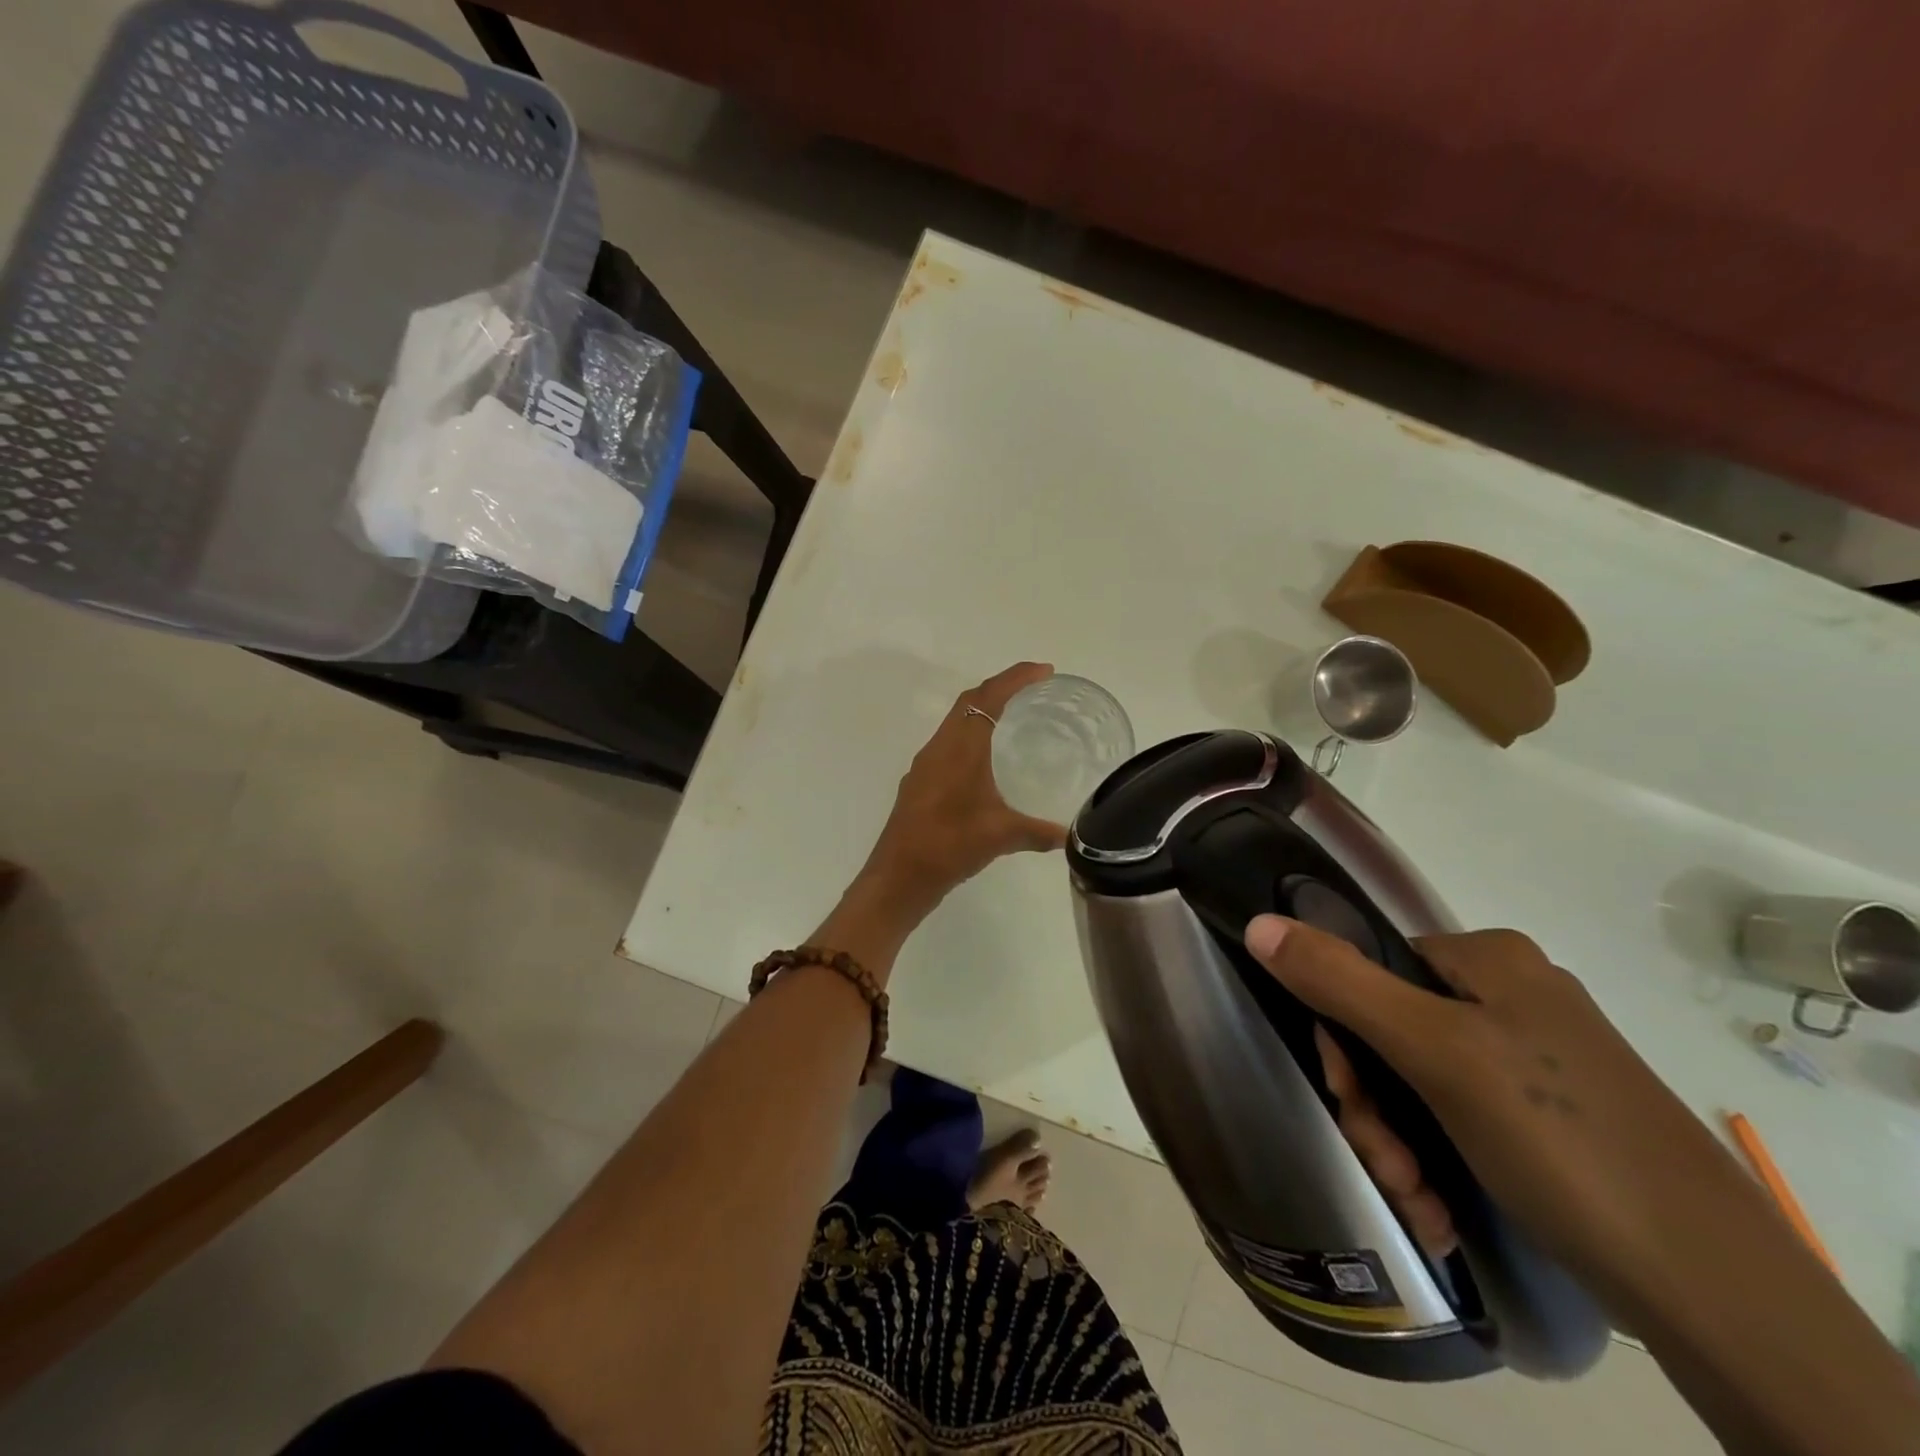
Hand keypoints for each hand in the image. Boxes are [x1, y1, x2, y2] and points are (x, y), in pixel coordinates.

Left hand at [862, 663, 1069, 906]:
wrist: (897, 876)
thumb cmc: (948, 846)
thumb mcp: (1001, 837)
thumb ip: (1038, 832)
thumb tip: (1071, 836)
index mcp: (959, 748)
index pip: (987, 697)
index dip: (1015, 677)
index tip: (1044, 671)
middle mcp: (939, 748)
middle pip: (969, 701)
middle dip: (1001, 688)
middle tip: (1035, 690)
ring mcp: (925, 765)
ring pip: (956, 723)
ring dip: (983, 712)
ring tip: (1015, 720)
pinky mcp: (920, 784)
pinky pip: (949, 745)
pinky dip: (971, 738)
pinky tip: (987, 763)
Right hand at [1241, 917, 1757, 1309]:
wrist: (1718, 1291)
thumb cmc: (1560, 1139)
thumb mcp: (1435, 1052)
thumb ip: (1339, 981)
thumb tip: (1258, 922)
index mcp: (1488, 958)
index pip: (1369, 970)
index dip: (1342, 1036)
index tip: (1345, 1098)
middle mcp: (1511, 995)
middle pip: (1392, 1031)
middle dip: (1375, 1106)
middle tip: (1389, 1166)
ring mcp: (1535, 1058)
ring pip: (1421, 1082)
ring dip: (1400, 1143)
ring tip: (1419, 1201)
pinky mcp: (1551, 1116)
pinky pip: (1462, 1116)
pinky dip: (1438, 1159)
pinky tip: (1441, 1207)